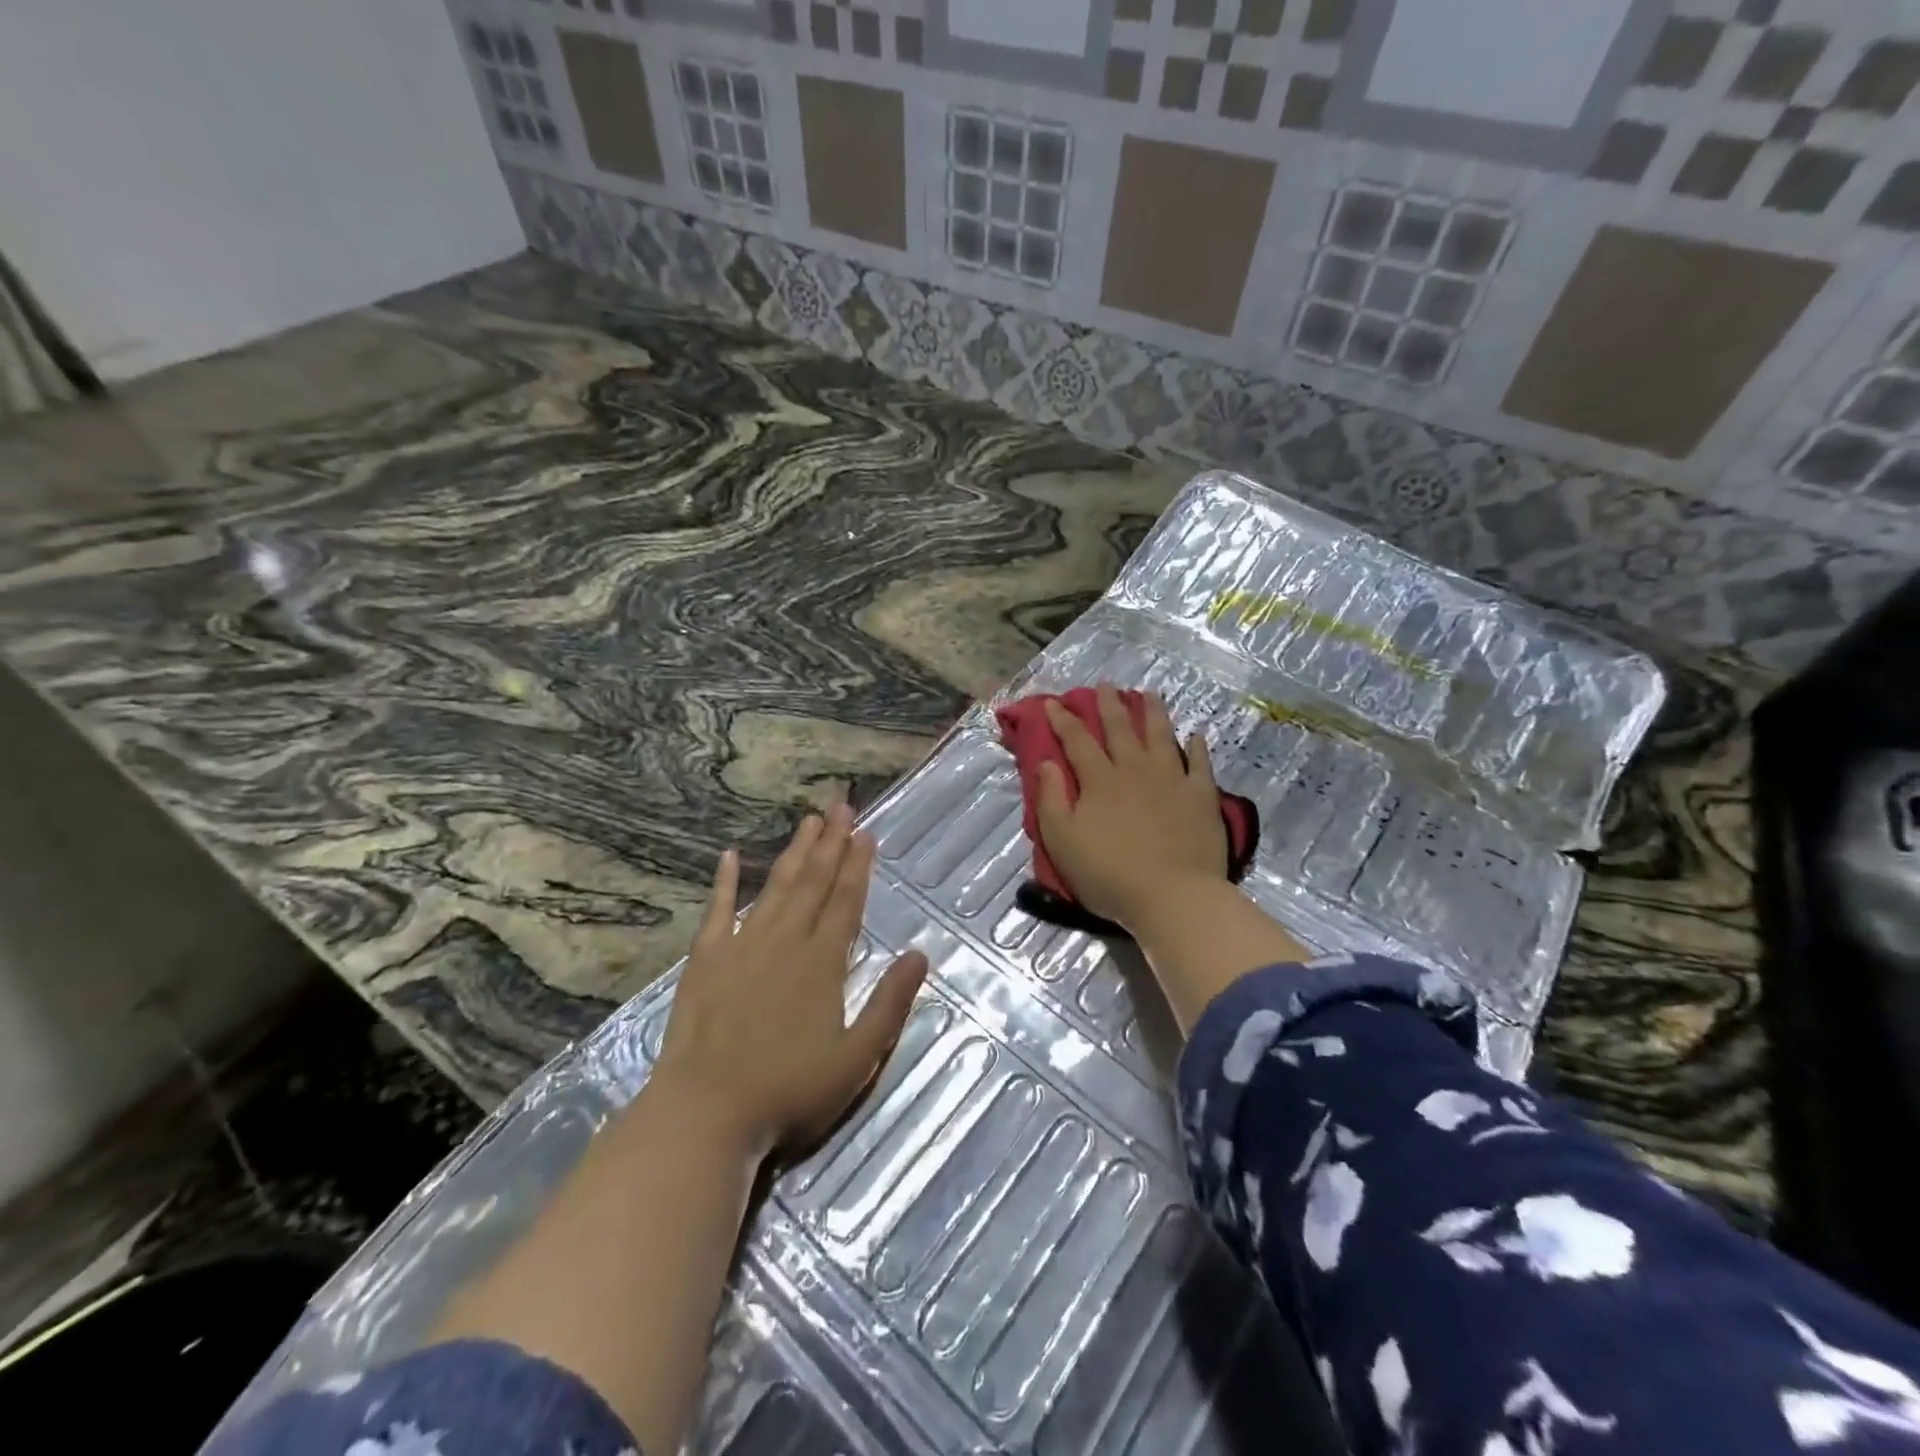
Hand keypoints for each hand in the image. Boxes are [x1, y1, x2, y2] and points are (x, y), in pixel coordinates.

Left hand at [652, 803, 928, 1160]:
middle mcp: (785, 941)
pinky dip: (725, 882)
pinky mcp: (705, 960)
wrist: (705, 1114)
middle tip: (841, 805)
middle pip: (814, 882)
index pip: (846, 901)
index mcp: (822, 962)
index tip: (866, 833)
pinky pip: (717, 910)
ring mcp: (742, 946)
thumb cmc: (789, 1092)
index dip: (858, 866)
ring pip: (776, 887)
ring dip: (794, 852)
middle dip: (831, 842)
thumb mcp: (856, 1058)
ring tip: (808, 821)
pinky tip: (729, 856)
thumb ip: (890, 1003)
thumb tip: (919, 954)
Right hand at [1034, 684, 1228, 930]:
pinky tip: (1195, 736)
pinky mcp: (1201, 796)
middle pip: (1120, 729)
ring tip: (1149, 694)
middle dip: (1109, 704)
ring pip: (1161, 735)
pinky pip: (1199, 763)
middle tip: (1104, 684)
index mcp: (1100, 780)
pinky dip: (1196, 747)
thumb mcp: (1063, 841)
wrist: (1173, 897)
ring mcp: (1172, 779)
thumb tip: (1046, 762)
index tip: (1054, 702)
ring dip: (1153, 712)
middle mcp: (1135, 769)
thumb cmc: (1110, 874)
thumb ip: (1051, 798)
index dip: (1063, 720)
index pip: (1077, 740)